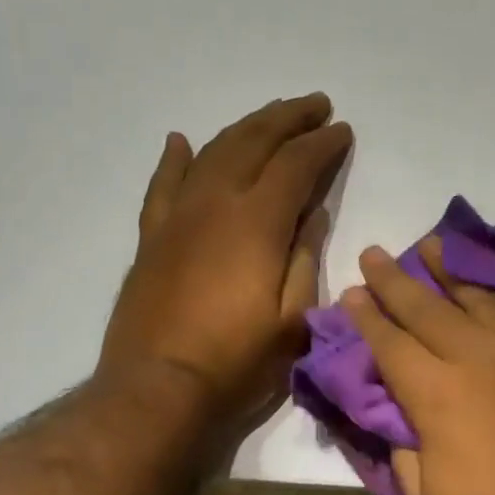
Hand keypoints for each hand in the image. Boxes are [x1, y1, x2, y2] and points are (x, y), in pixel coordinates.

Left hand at [101, 93, 351, 432]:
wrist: (156, 389)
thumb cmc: (236, 362)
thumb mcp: (293, 318)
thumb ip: (305, 257)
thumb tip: (311, 212)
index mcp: (255, 222)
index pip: (295, 164)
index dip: (322, 143)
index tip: (342, 130)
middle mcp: (214, 204)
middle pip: (253, 142)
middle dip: (288, 118)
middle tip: (315, 105)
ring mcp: (177, 217)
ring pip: (212, 152)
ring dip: (245, 127)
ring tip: (271, 115)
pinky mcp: (152, 237)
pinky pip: (163, 183)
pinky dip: (176, 158)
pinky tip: (182, 141)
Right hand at [340, 238, 494, 494]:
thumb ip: (404, 448)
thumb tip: (396, 411)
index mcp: (439, 394)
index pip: (390, 342)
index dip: (365, 317)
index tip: (349, 294)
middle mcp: (485, 358)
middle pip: (429, 307)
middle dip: (395, 280)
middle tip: (374, 254)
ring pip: (485, 298)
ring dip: (452, 271)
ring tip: (433, 248)